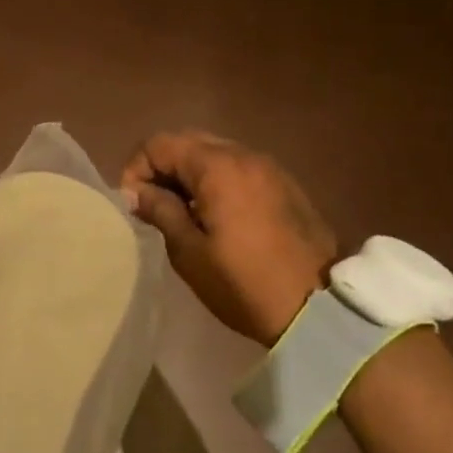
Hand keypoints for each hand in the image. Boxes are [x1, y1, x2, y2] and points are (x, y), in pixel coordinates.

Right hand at [120, 130, 336, 345]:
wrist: (319, 310)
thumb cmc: (244, 283)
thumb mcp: (189, 252)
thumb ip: (160, 210)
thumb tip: (136, 191)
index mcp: (217, 167)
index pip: (160, 144)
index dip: (137, 169)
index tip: (133, 204)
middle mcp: (244, 155)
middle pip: (188, 141)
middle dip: (163, 166)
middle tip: (153, 204)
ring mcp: (269, 168)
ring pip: (215, 153)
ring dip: (190, 172)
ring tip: (182, 210)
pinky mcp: (286, 185)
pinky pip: (239, 168)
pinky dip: (217, 179)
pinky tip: (216, 213)